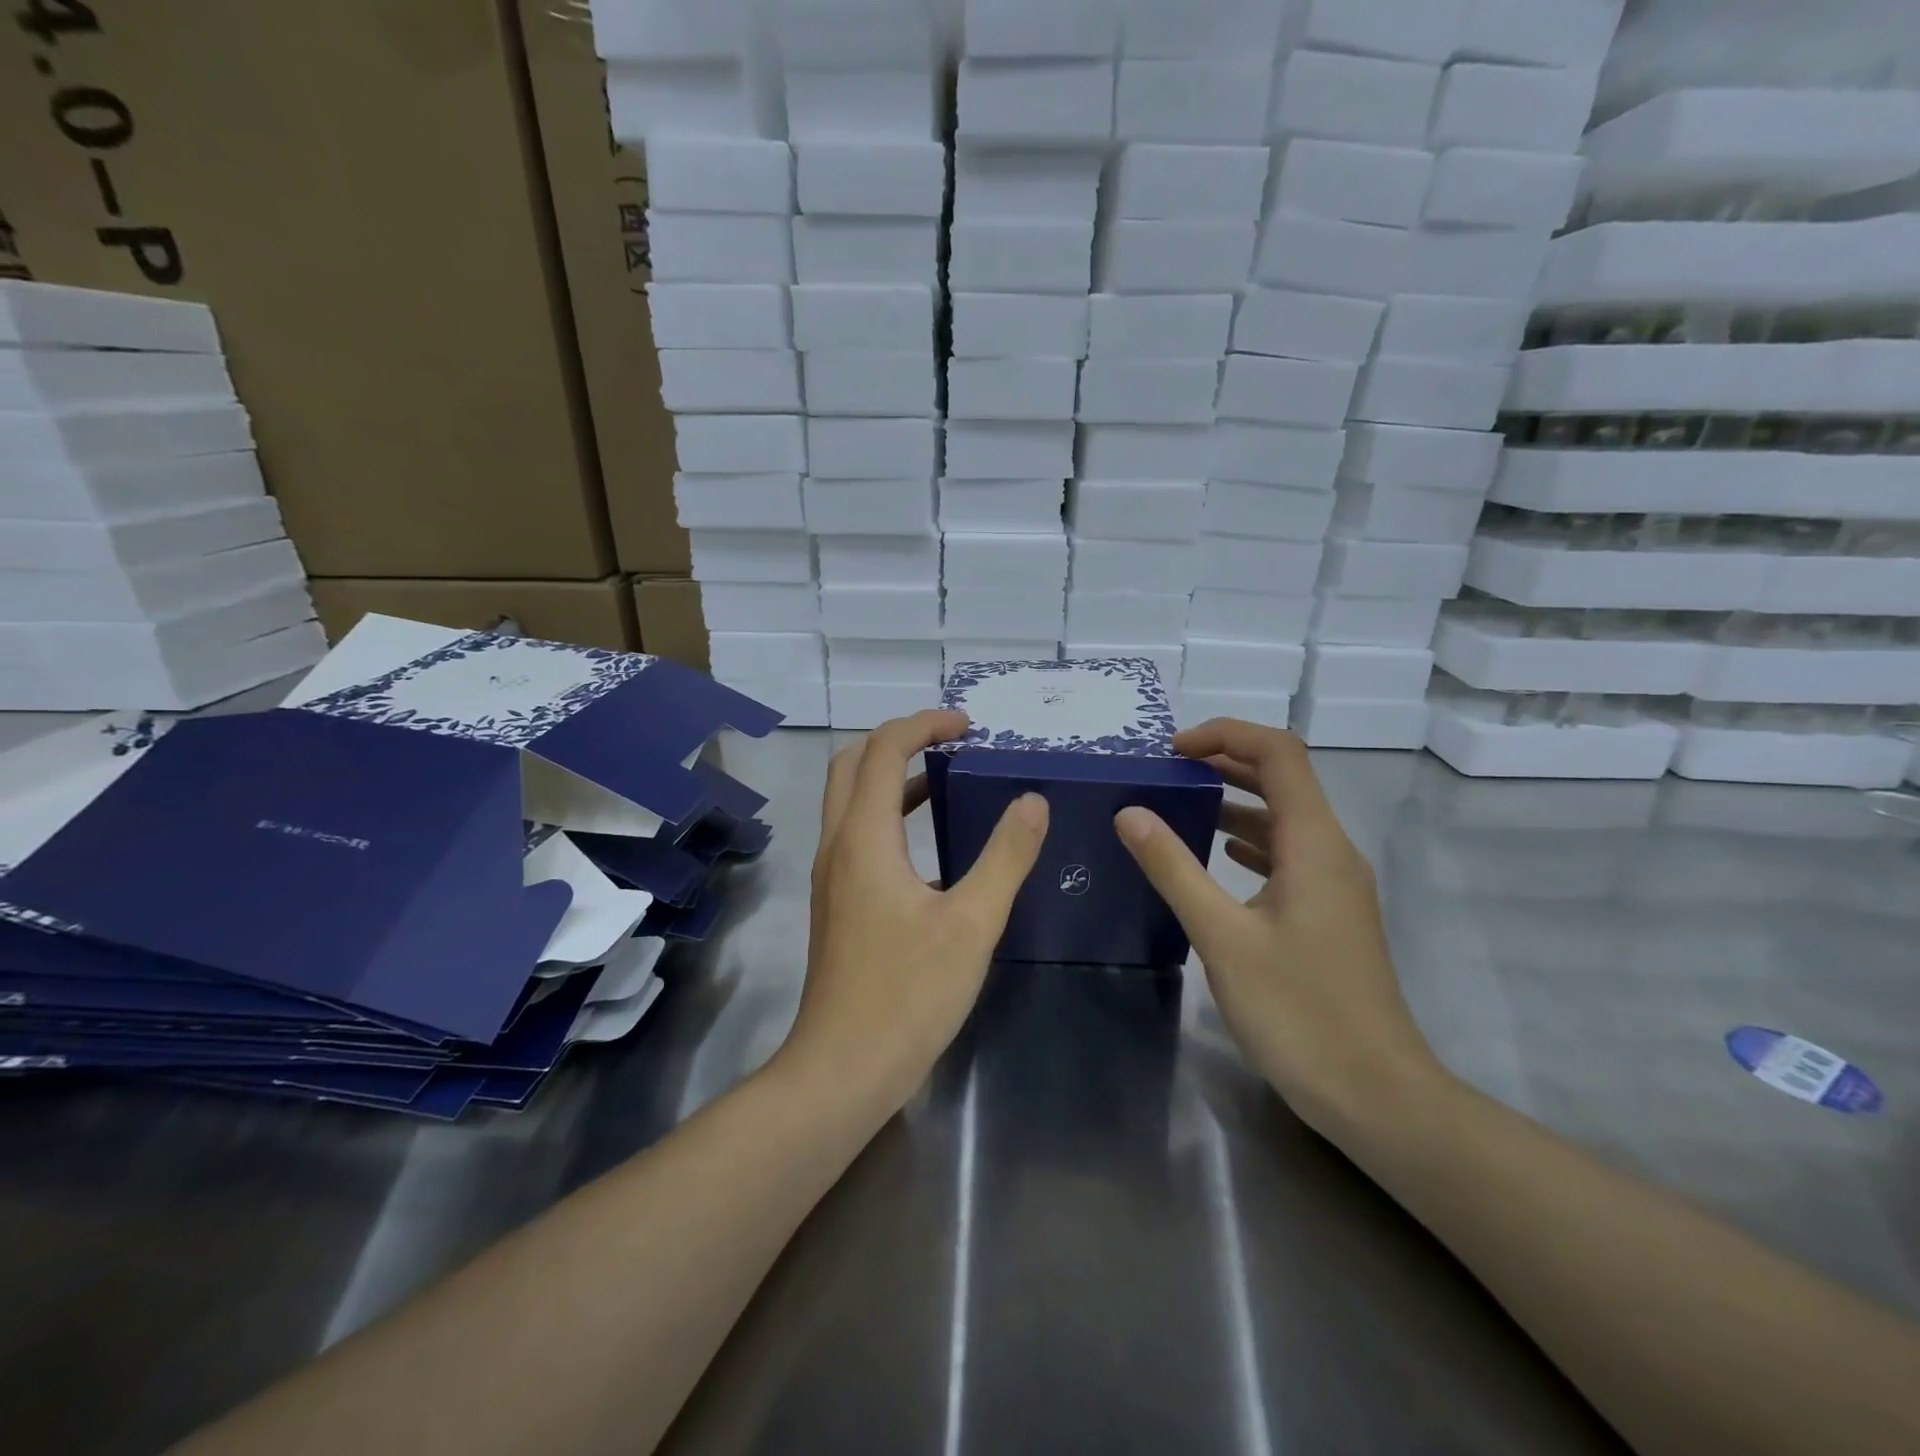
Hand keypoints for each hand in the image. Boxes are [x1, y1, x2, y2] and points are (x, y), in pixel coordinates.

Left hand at [784, 709, 1048, 1111]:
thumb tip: (1032, 802)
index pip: (884, 750)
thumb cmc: (909, 995)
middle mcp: (838, 845)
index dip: (924, 724)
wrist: (843, 1068)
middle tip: (949, 740)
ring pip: (851, 800)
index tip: (967, 724)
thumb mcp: (972, 923)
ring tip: (945, 777)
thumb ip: (1005, 857)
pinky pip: (857, 834)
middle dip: (898, 739)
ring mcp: (831, 875)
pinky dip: (889, 814)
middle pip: (853, 764)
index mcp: (864, 838)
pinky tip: (930, 843)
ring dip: (892, 776)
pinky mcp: (837, 902)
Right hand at [1113, 718, 1446, 1134]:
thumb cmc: (1298, 1011)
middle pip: (1284, 778)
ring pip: (1284, 818)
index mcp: (1314, 843)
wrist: (1376, 1094)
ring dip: (1235, 801)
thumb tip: (1130, 813)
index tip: (1173, 751)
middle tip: (1167, 771)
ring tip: (1180, 805)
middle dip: (1226, 762)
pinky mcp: (1329, 913)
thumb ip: (1174, 869)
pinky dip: (1249, 841)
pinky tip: (1217, 856)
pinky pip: (1287, 854)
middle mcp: (1332, 851)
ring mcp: (1335, 884)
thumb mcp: (1223, 937)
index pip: (1279, 753)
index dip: (1226, 735)